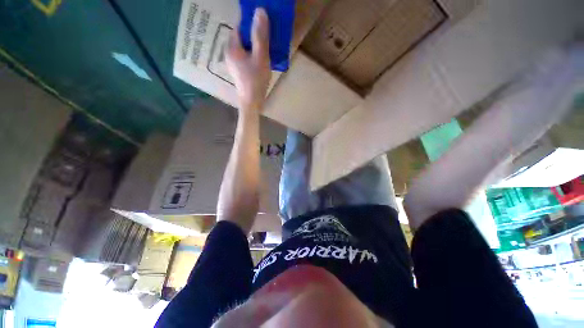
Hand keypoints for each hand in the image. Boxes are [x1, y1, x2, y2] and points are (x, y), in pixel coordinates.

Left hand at [226, 8, 271, 110]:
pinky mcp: (238, 71)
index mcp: (232, 48)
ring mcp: (233, 63)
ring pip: (244, 48)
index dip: (251, 24)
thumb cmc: (256, 81)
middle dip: (254, 36)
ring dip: (254, 46)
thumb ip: (260, 35)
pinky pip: (245, 57)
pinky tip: (261, 60)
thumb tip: (260, 11)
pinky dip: (253, 55)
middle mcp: (229, 53)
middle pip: (242, 38)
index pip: (240, 27)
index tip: (264, 26)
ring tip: (266, 49)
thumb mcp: (261, 57)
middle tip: (268, 39)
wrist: (252, 103)